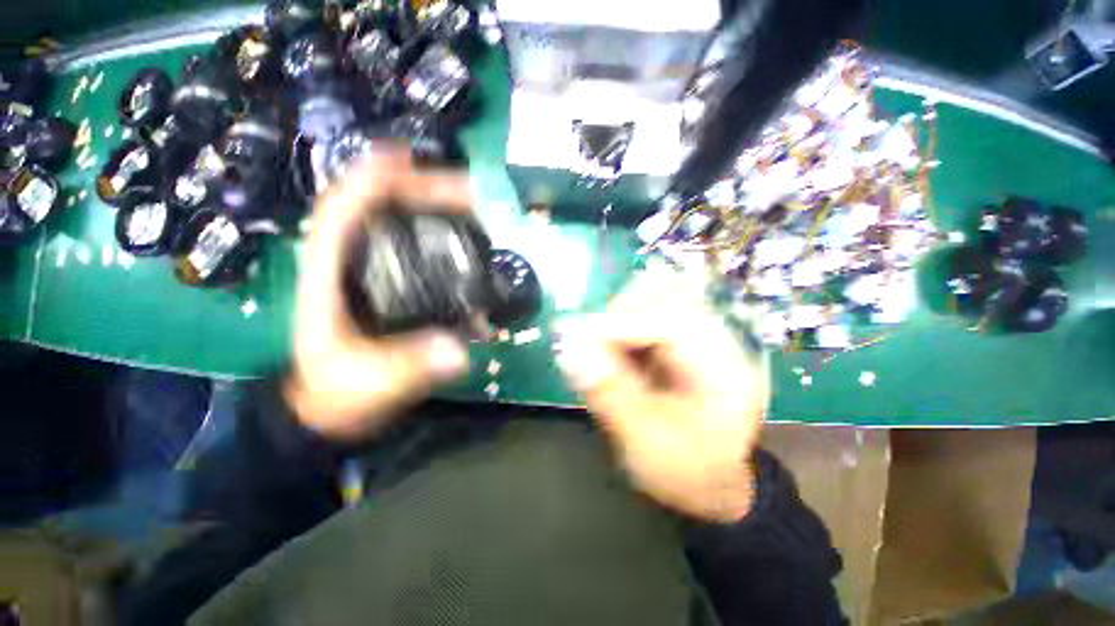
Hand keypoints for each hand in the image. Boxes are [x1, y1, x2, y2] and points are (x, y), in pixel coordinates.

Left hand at [285, 150, 472, 439]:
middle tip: (468, 192)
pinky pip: (416, 246)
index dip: (370, 179)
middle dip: (422, 191)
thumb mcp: (368, 381)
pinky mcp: (393, 282)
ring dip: (435, 208)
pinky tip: (468, 238)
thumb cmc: (339, 389)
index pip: (342, 210)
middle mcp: (352, 261)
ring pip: (400, 223)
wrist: (336, 403)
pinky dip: (441, 235)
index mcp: (329, 273)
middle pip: (380, 207)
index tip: (406, 159)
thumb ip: (408, 368)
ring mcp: (374, 269)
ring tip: (474, 207)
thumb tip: (458, 353)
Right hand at [556, 273, 769, 521]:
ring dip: (620, 316)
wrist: (709, 481)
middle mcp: (716, 338)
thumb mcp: (645, 442)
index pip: (672, 319)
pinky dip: (622, 324)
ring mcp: (700, 333)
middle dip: (620, 314)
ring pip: (654, 295)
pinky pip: (647, 310)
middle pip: (666, 292)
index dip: (621, 323)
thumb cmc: (685, 471)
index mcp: (724, 367)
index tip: (577, 340)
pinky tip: (617, 352)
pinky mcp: (681, 336)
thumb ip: (608, 392)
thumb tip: (568, 347)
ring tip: (606, 352)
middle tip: (594, 348)